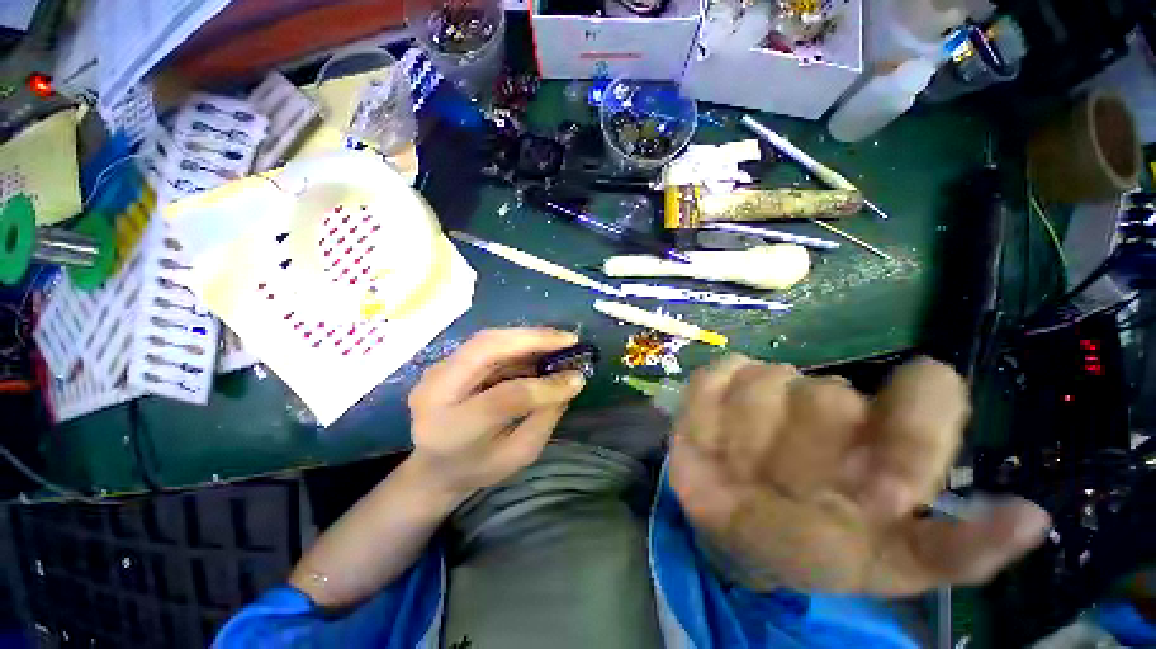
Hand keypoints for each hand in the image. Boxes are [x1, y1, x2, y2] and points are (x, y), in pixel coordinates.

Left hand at [407, 328, 585, 495]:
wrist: (431, 467)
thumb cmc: (478, 468)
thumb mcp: (517, 455)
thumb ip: (544, 418)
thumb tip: (570, 381)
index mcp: (452, 430)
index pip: (503, 398)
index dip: (544, 387)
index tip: (577, 379)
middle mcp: (436, 392)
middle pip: (487, 349)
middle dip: (533, 339)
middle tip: (569, 340)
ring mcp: (436, 371)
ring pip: (487, 339)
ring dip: (527, 337)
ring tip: (560, 340)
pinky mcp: (445, 361)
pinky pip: (486, 343)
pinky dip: (517, 341)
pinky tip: (540, 346)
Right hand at [669, 356, 1051, 595]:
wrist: (730, 532)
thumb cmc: (809, 549)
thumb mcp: (884, 566)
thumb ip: (955, 551)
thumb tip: (1033, 518)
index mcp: (887, 438)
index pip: (928, 391)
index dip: (911, 431)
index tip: (884, 493)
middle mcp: (832, 399)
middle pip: (831, 397)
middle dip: (803, 460)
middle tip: (786, 496)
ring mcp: (768, 380)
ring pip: (766, 387)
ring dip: (749, 445)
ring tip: (744, 474)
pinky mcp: (717, 378)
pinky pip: (714, 383)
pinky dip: (709, 421)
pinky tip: (714, 446)